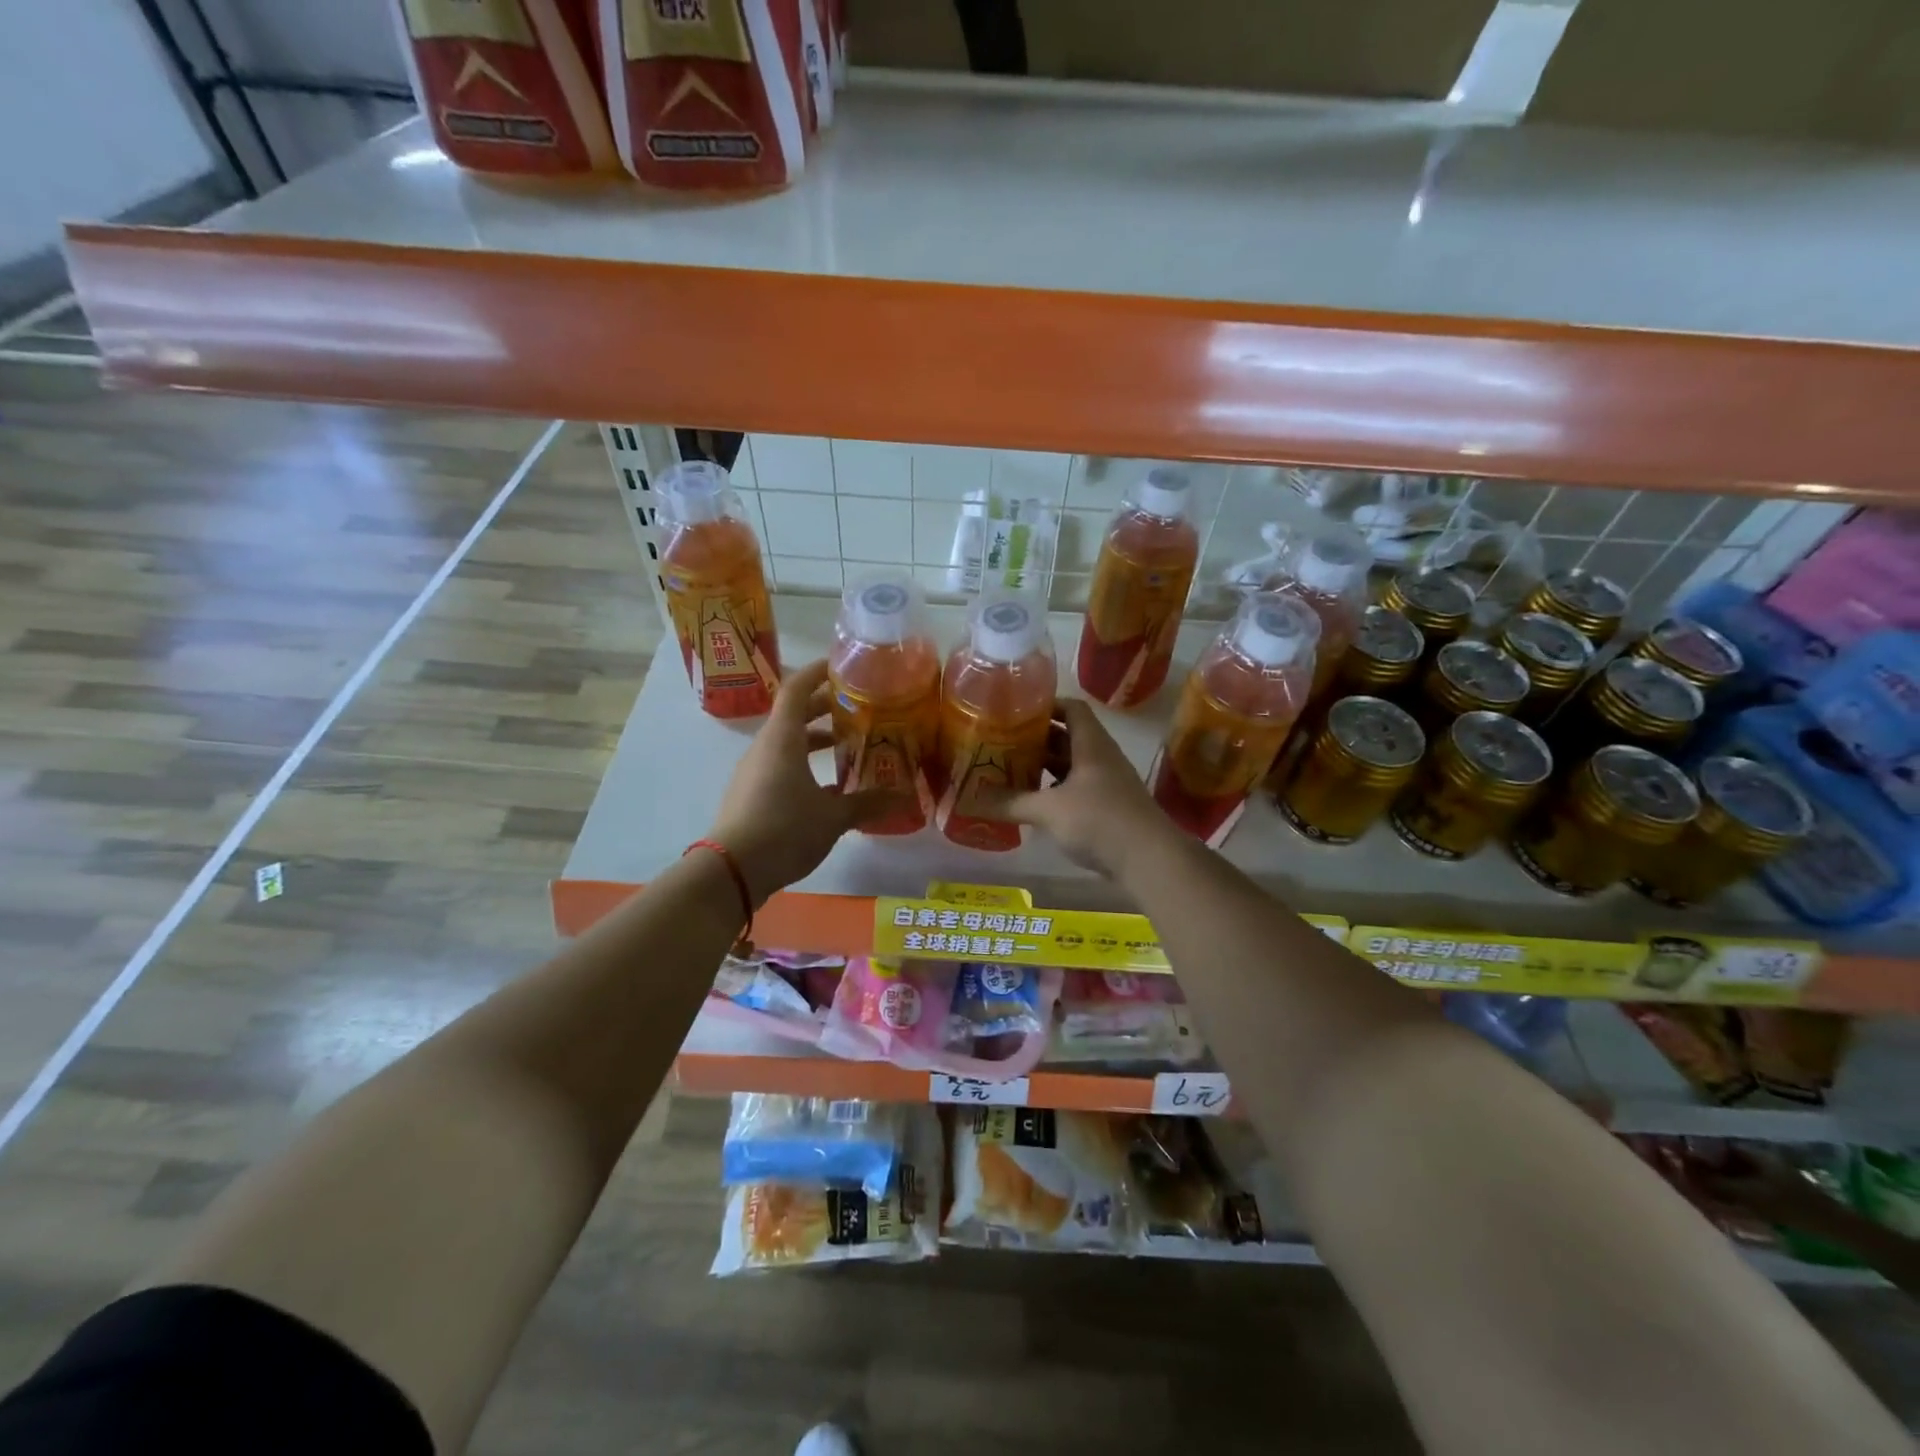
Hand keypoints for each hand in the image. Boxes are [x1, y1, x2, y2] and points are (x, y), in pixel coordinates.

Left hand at [707, 660, 901, 900]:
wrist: (732, 871)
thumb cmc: (784, 829)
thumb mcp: (833, 817)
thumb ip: (868, 802)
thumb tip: (905, 796)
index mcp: (782, 738)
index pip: (797, 688)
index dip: (818, 672)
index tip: (842, 666)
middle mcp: (765, 747)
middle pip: (793, 714)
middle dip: (824, 707)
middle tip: (858, 707)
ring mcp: (754, 771)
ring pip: (787, 742)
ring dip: (815, 739)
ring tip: (847, 746)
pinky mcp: (751, 794)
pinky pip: (780, 765)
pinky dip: (804, 764)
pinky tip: (829, 787)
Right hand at [992, 699, 1171, 879]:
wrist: (1149, 859)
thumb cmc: (1099, 820)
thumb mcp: (1049, 809)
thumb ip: (1010, 802)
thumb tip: (968, 800)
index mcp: (1091, 744)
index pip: (1072, 708)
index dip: (1047, 705)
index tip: (1017, 710)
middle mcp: (1102, 757)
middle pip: (1069, 737)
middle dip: (1038, 738)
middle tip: (1004, 741)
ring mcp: (1108, 784)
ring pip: (1072, 766)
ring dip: (1046, 766)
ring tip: (1011, 769)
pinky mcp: (1109, 808)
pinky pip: (1077, 789)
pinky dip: (1055, 791)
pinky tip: (1034, 802)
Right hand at [1694, 1148, 1834, 1224]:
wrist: (1842, 1232)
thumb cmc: (1793, 1206)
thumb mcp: (1750, 1195)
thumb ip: (1714, 1182)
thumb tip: (1680, 1170)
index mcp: (1752, 1152)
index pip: (1712, 1144)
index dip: (1693, 1149)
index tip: (1676, 1158)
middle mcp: (1758, 1159)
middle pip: (1721, 1159)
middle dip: (1703, 1168)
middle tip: (1685, 1177)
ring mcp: (1769, 1176)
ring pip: (1732, 1174)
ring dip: (1716, 1181)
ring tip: (1700, 1191)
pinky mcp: (1776, 1193)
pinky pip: (1743, 1187)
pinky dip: (1731, 1192)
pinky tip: (1723, 1203)